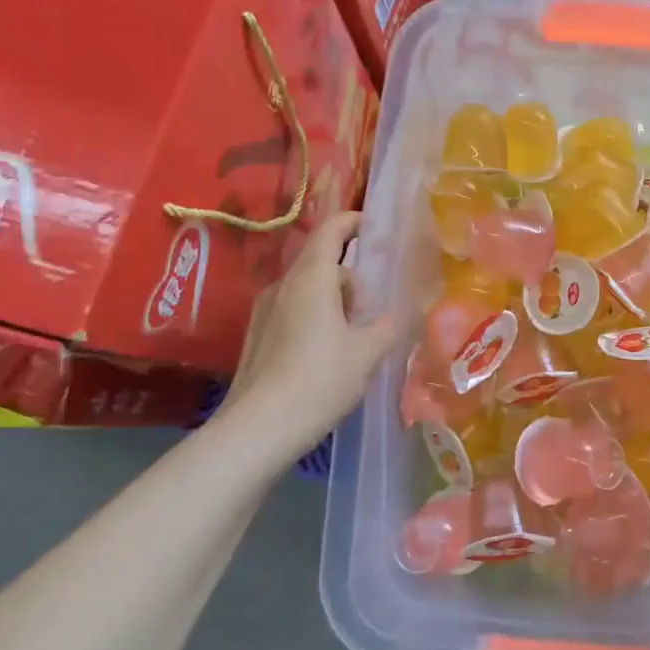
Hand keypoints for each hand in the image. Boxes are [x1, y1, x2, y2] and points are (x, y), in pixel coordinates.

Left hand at [225, 211, 396, 439]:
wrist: (260, 428)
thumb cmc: (321, 379)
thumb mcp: (367, 353)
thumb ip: (386, 327)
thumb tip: (393, 317)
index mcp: (311, 279)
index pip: (330, 232)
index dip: (351, 222)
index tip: (371, 225)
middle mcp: (283, 286)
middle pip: (320, 264)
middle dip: (349, 279)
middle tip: (369, 312)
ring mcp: (264, 311)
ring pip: (306, 290)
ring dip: (332, 302)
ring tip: (350, 339)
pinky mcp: (255, 336)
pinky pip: (291, 312)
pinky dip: (313, 319)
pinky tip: (324, 355)